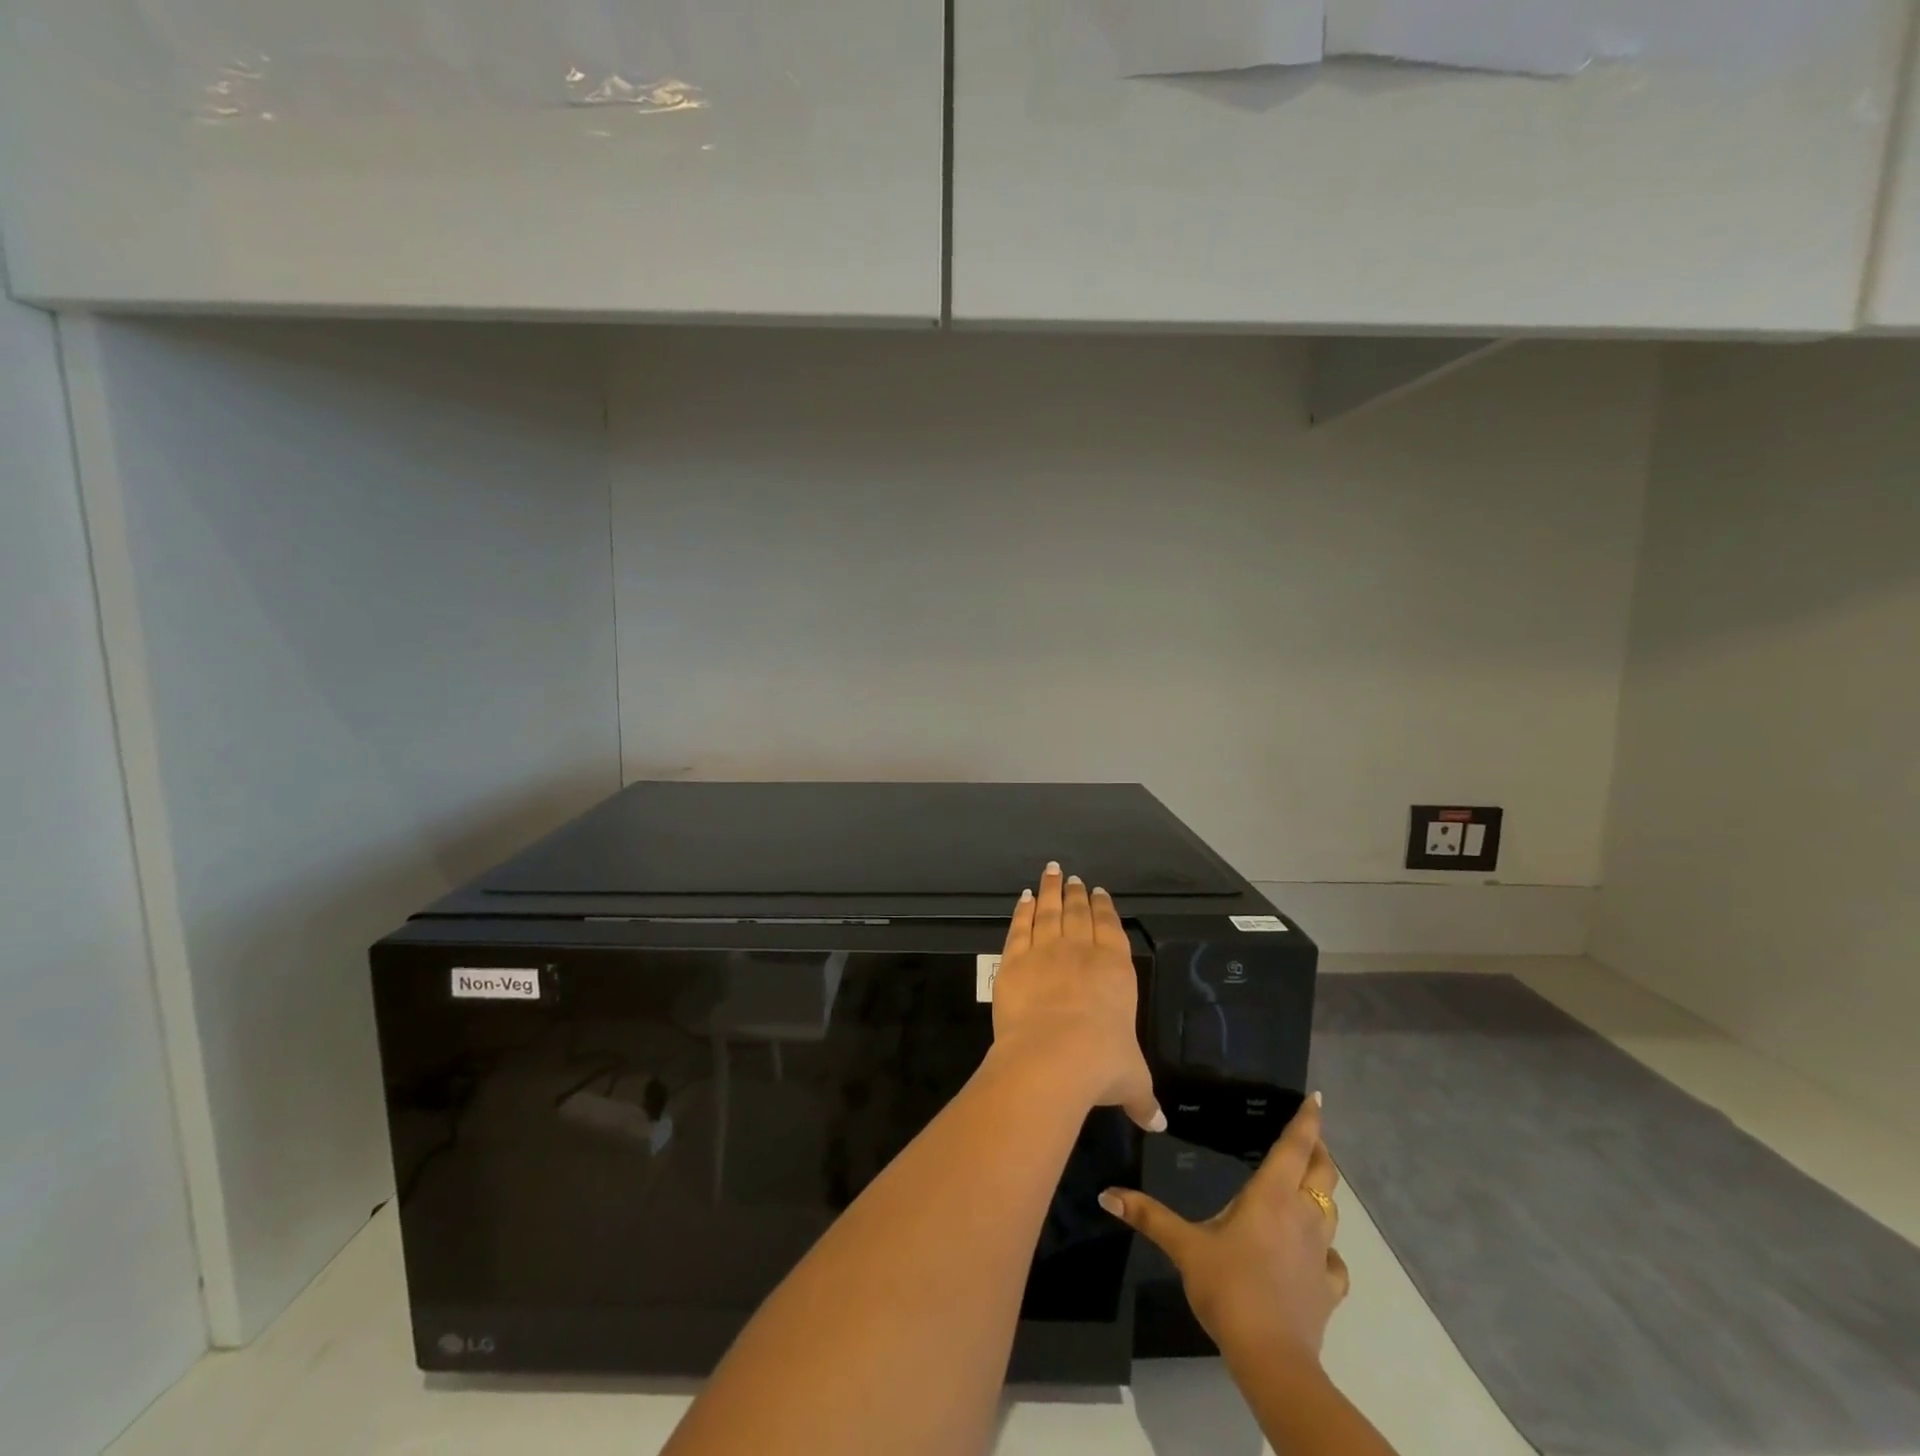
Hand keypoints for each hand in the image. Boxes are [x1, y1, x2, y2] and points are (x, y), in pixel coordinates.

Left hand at [989, 864, 1164, 1131]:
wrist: (1052, 1058)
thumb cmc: (1101, 1065)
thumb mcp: (1131, 1081)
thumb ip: (1142, 1097)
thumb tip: (1159, 1123)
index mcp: (1115, 970)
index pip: (1111, 928)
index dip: (1104, 908)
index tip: (1099, 892)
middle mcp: (1081, 952)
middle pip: (1078, 913)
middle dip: (1077, 894)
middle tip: (1074, 878)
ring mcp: (1046, 951)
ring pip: (1049, 911)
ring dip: (1051, 890)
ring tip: (1052, 872)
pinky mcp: (1014, 960)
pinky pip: (1020, 927)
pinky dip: (1023, 910)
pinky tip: (1024, 898)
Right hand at [1099, 1096, 1348, 1359]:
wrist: (1272, 1358)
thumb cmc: (1229, 1287)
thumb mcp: (1184, 1246)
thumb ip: (1148, 1215)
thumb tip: (1107, 1193)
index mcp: (1271, 1195)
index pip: (1295, 1146)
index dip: (1307, 1120)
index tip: (1315, 1098)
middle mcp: (1302, 1215)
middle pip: (1323, 1173)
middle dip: (1319, 1150)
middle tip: (1309, 1135)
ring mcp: (1320, 1253)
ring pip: (1332, 1212)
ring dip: (1323, 1193)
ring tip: (1308, 1185)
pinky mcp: (1328, 1288)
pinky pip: (1335, 1261)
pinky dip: (1328, 1250)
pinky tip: (1317, 1254)